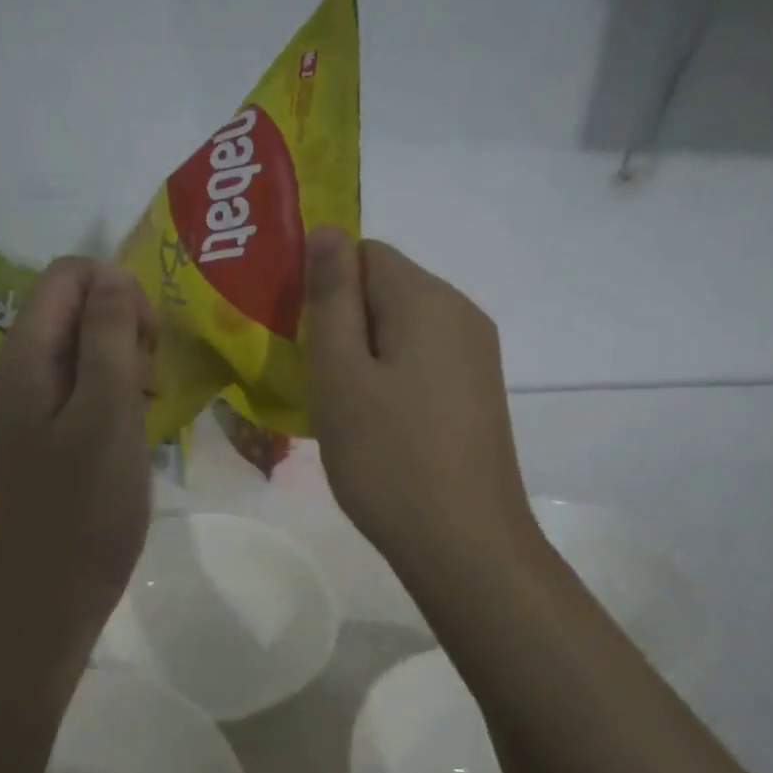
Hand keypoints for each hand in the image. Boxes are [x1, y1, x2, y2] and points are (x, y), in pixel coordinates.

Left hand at [0, 257, 156, 649]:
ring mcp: (24, 406)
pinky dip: (111, 390)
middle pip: (71, 307)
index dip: (117, 290)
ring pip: (78, 347)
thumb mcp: (107, 415)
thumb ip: (109, 338)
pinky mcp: (39, 434)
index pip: (66, 276)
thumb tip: (114, 278)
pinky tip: (134, 423)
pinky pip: (77, 386)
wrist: (48, 597)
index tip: (149, 341)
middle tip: (151, 377)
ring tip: (147, 403)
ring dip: (120, 359)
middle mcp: (14, 372)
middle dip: (121, 324)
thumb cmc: (85, 508)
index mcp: (22, 359)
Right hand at [304, 228, 535, 584]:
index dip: (322, 283)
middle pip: (385, 289)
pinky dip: (389, 377)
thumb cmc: (388, 457)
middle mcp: (461, 313)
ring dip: (362, 353)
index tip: (295, 333)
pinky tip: (374, 423)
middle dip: (341, 321)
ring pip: (401, 328)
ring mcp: (476, 355)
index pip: (364, 252)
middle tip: (309, 375)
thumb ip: (332, 296)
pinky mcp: (477, 392)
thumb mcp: (341, 373)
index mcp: (428, 298)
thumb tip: (327, 228)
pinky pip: (421, 361)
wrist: (465, 544)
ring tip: (337, 405)